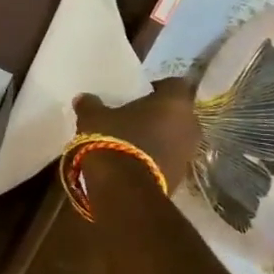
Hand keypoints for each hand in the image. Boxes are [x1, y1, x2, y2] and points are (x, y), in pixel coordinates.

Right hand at [73, 77, 199, 184]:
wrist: (124, 190)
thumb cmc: (114, 140)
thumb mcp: (94, 117)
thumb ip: (90, 104)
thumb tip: (83, 98)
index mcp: (174, 102)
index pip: (174, 83)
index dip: (157, 87)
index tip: (138, 94)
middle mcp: (190, 124)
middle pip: (177, 112)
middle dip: (159, 114)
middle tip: (134, 117)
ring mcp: (188, 153)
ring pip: (175, 136)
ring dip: (159, 137)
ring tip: (133, 141)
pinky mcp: (181, 176)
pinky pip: (170, 158)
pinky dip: (157, 157)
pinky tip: (134, 160)